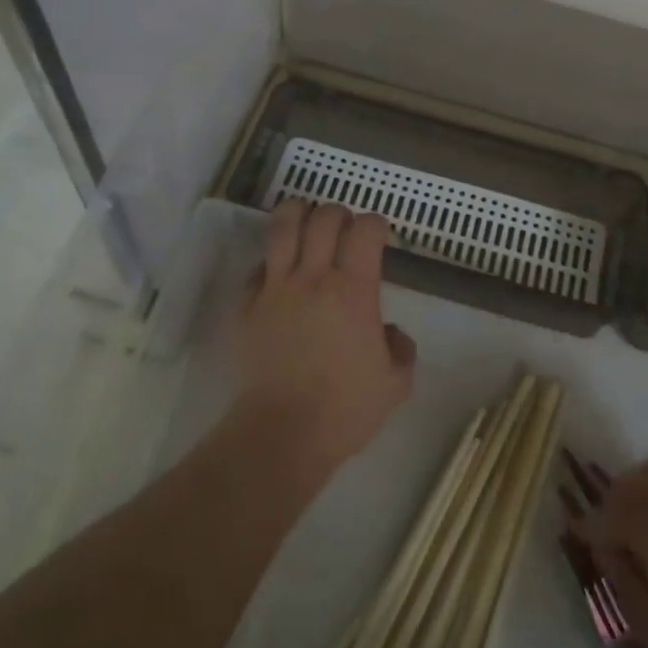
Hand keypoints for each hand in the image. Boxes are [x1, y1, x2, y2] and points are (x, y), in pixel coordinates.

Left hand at [234, 200, 415, 469]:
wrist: (283, 433)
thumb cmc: (345, 409)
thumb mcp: (396, 383)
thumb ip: (401, 348)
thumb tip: (389, 332)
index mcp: (354, 291)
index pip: (366, 230)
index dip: (376, 225)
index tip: (380, 239)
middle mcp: (314, 278)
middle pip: (324, 218)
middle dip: (340, 214)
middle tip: (345, 231)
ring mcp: (275, 289)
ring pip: (283, 227)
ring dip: (298, 214)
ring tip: (306, 219)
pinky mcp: (246, 306)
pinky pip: (257, 267)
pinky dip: (271, 260)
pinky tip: (278, 272)